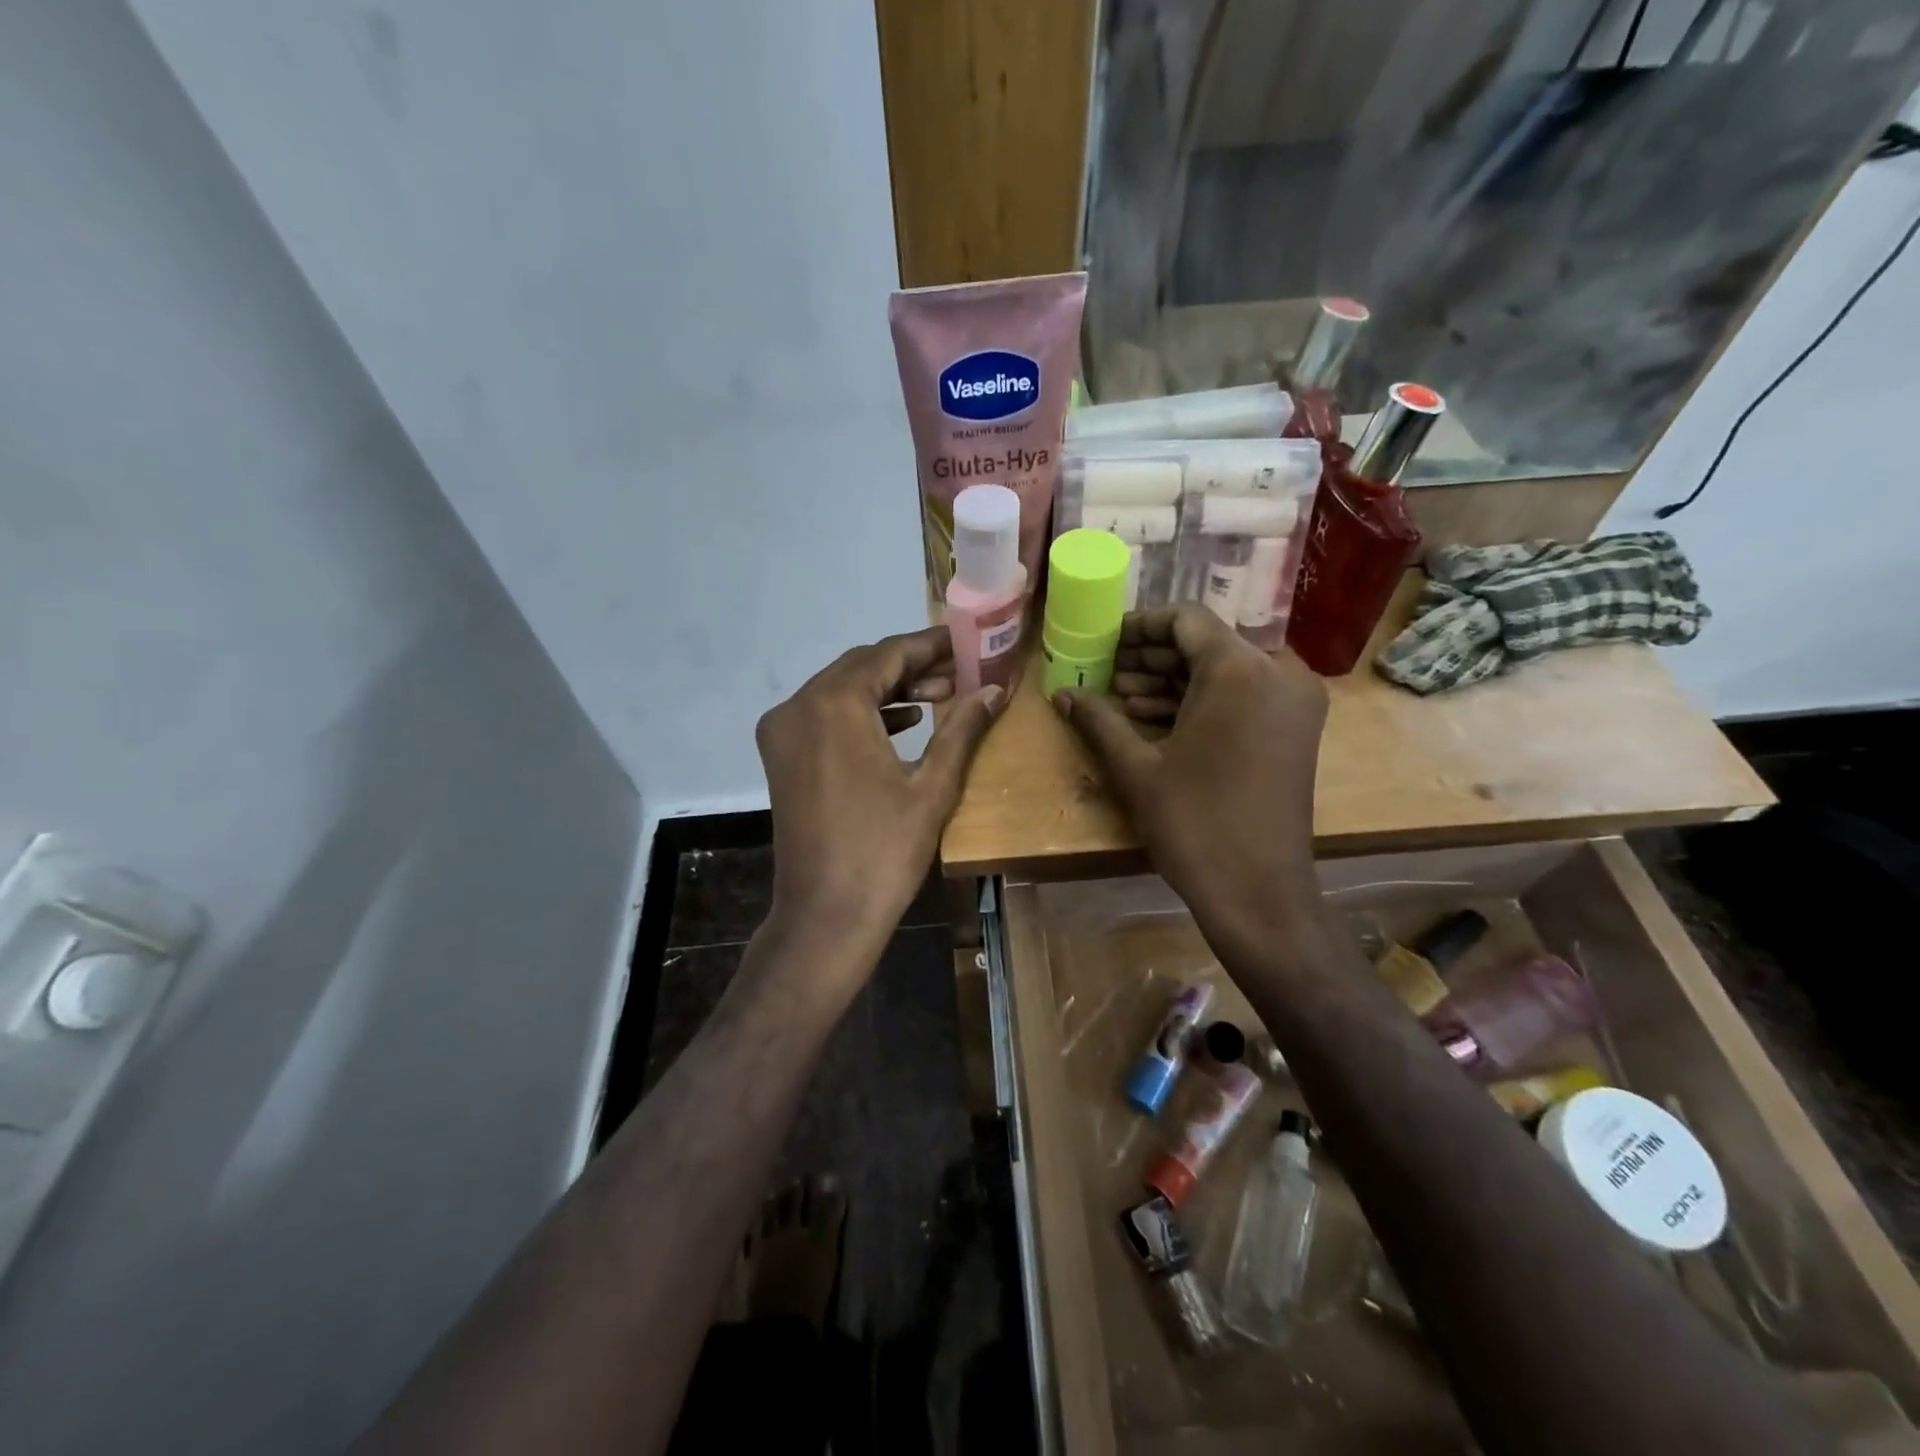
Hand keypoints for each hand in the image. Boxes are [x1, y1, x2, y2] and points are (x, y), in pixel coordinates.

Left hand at [757, 626, 1005, 977]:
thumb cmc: (884, 851)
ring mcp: (783, 731)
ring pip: (842, 689)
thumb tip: (996, 689)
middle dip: (912, 666)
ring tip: (941, 695)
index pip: (888, 655)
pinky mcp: (781, 755)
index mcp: (833, 704)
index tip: (966, 641)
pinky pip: (826, 715)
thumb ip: (963, 727)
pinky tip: (904, 721)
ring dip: (889, 688)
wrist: (826, 915)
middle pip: (862, 667)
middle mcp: (798, 705)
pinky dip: (863, 712)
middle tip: (961, 671)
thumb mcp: (933, 785)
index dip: (931, 645)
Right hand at [1053, 605, 1327, 958]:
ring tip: (1123, 698)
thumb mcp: (1137, 768)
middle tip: (1109, 674)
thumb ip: (1098, 720)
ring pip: (1226, 671)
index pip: (1186, 620)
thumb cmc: (1194, 824)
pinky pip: (1244, 696)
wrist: (1259, 892)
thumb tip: (1061, 693)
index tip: (1105, 643)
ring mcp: (1293, 704)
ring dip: (1175, 680)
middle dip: (1154, 657)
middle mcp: (1278, 673)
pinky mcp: (1295, 731)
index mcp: (1240, 670)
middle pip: (1207, 643)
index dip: (1140, 626)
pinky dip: (1203, 701)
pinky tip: (1157, 720)